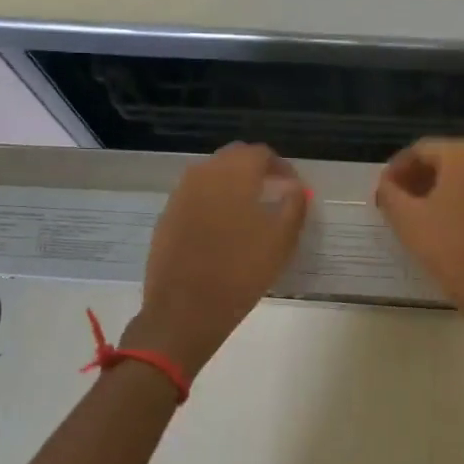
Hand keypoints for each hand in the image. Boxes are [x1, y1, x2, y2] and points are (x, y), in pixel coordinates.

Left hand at [126, 143, 308, 374]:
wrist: (184, 310)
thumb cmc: (241, 272)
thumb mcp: (281, 240)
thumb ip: (294, 205)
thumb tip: (296, 187)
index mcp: (234, 174)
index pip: (260, 153)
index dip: (280, 166)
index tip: (291, 186)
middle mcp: (204, 174)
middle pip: (233, 157)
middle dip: (254, 169)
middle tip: (272, 192)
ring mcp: (180, 194)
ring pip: (211, 174)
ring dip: (231, 183)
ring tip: (248, 209)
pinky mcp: (167, 215)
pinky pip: (194, 195)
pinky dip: (211, 200)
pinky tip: (221, 227)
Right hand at [375, 138, 463, 334]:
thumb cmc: (451, 249)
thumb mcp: (408, 220)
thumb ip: (389, 193)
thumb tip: (386, 183)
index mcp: (463, 154)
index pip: (418, 150)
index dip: (395, 169)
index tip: (380, 191)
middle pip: (439, 160)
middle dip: (413, 178)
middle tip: (391, 202)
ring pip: (456, 176)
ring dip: (430, 189)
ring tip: (409, 214)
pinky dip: (450, 198)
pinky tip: (435, 222)